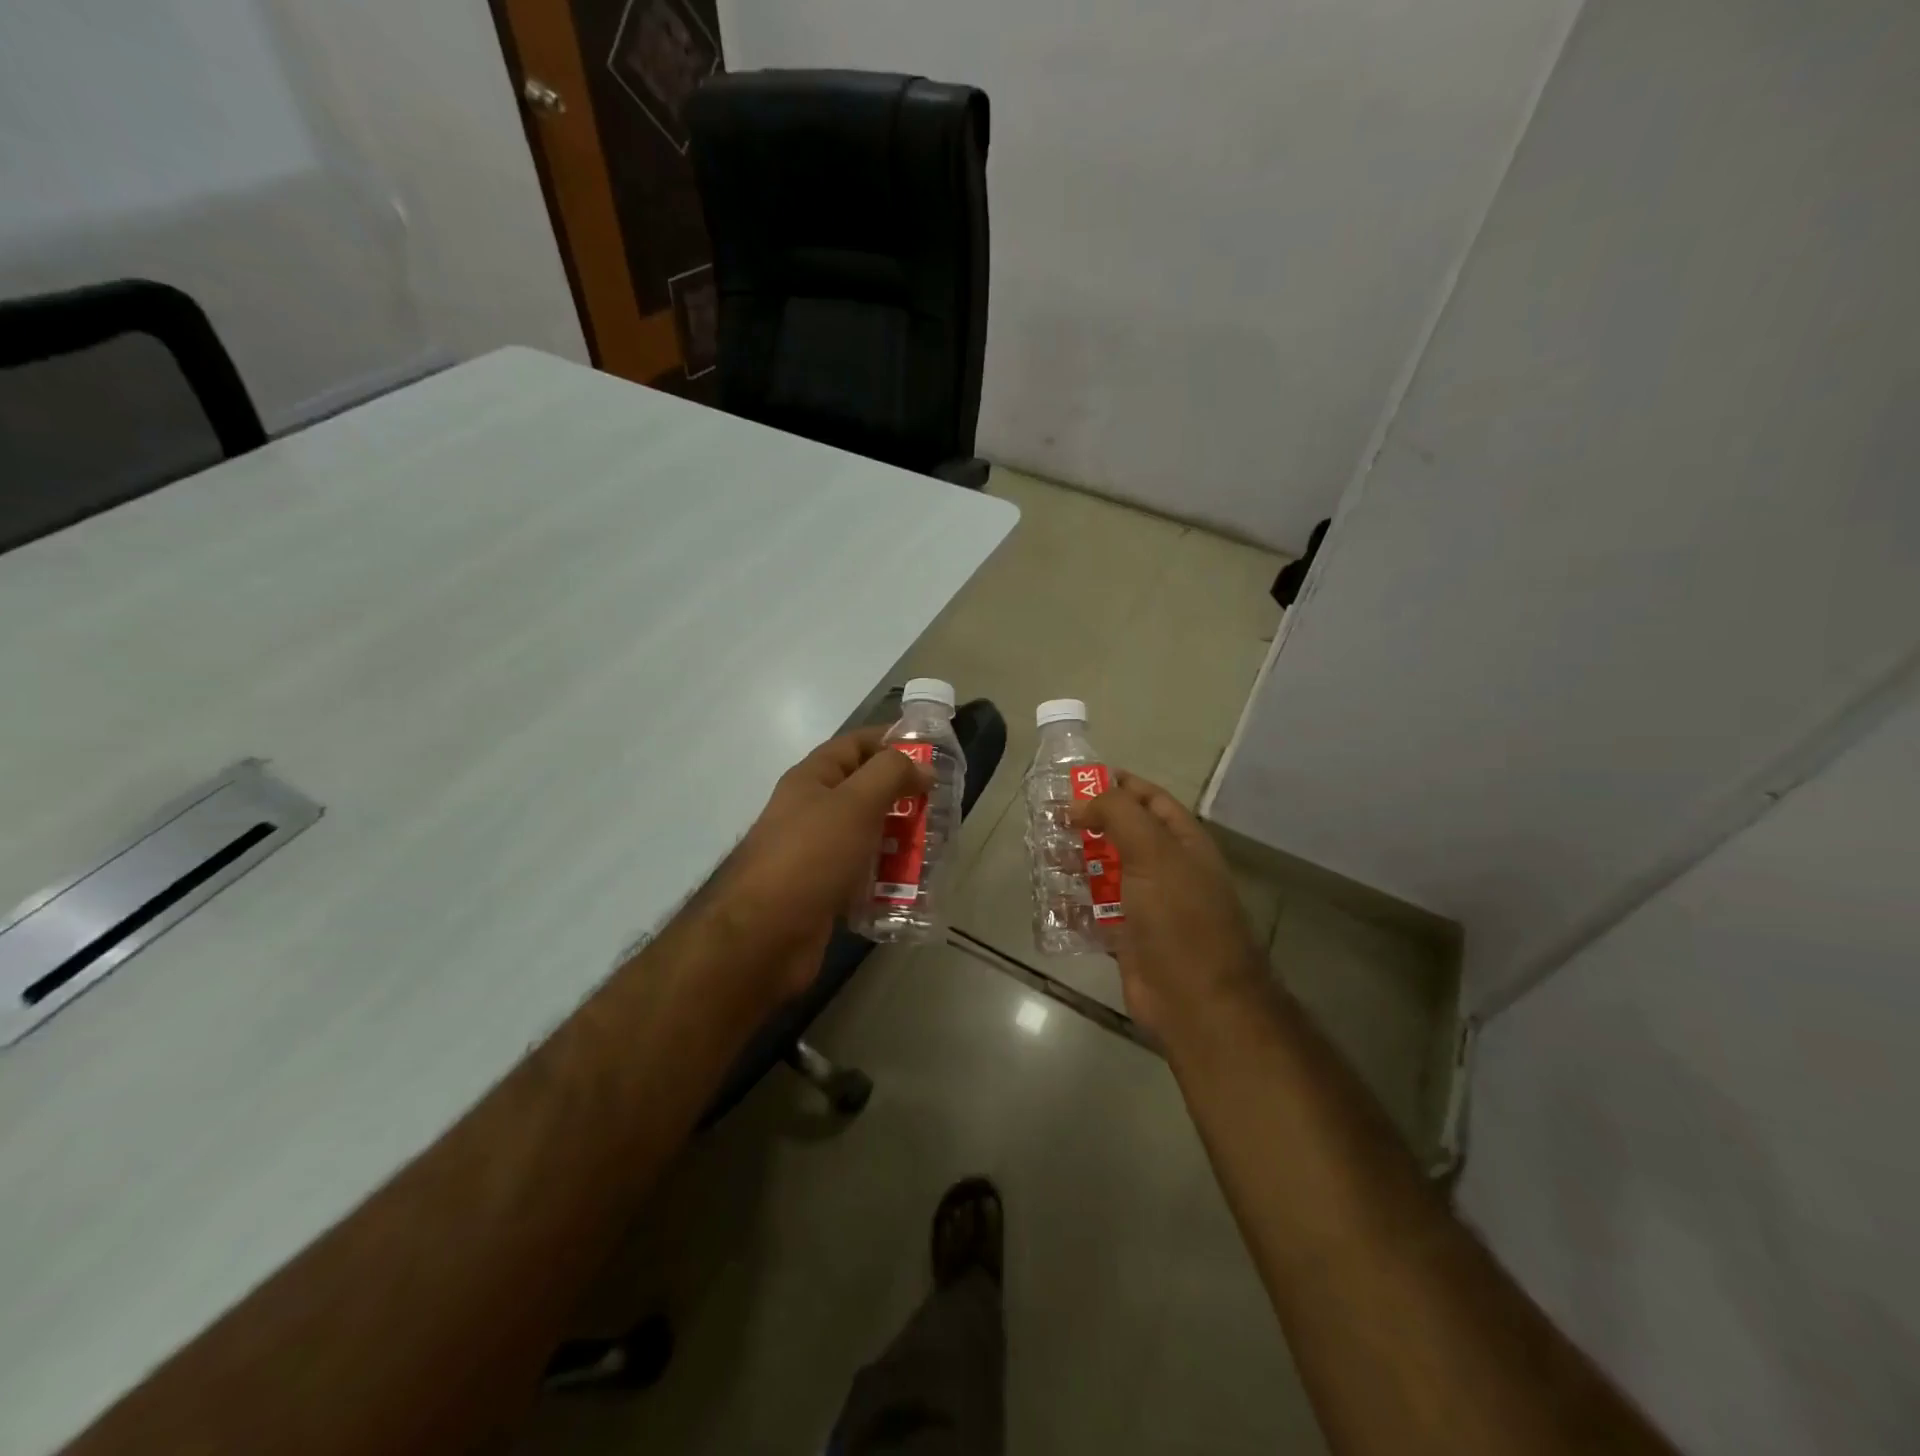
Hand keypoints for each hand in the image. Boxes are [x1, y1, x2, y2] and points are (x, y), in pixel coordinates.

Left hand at [704, 727, 929, 999]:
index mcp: (812, 779)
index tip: (933, 752)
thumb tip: (922, 767)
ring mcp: (817, 852)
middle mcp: (812, 810)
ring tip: (937, 846)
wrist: (765, 936)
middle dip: (904, 795)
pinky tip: (914, 885)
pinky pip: (864, 873)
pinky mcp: (825, 889)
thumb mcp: (855, 804)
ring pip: (868, 834)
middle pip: (865, 790)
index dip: (892, 741)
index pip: (855, 744)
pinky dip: (888, 875)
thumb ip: (890, 775)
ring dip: (901, 838)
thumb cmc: (810, 857)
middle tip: (942, 805)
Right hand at [1070, 771, 1270, 1047]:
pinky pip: (1094, 912)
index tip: (1077, 781)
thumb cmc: (1179, 917)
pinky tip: (1046, 897)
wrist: (1196, 1001)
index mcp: (1183, 843)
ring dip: (1074, 862)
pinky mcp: (1126, 938)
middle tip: (1047, 819)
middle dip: (1087, 825)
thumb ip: (1118, 814)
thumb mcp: (1152, 851)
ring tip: (1039, 854)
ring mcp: (1146, 905)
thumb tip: (1081, 804)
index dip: (1118, 785)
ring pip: (1104, 873)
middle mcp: (1166, 869)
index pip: (1150, 799)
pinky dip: (1072, 904)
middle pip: (1122, 835)